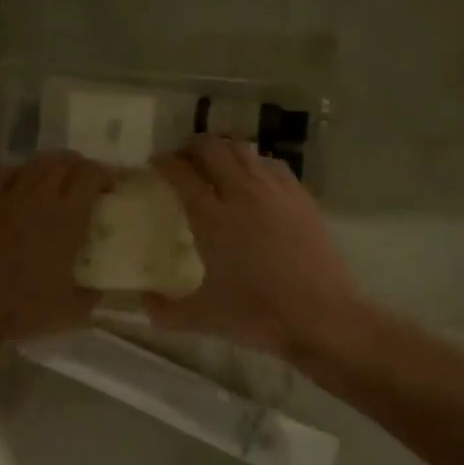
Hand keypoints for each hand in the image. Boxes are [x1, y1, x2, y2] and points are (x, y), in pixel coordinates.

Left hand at [0, 152, 114, 351]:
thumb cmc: (22, 310)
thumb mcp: (70, 311)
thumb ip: (91, 296)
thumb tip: (98, 290)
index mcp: (67, 218)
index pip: (90, 175)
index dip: (104, 175)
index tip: (109, 189)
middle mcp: (39, 198)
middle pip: (64, 161)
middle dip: (80, 166)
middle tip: (85, 183)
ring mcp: (7, 197)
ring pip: (35, 162)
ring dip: (52, 165)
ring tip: (56, 180)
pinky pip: (4, 173)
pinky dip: (19, 172)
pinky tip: (20, 185)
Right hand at [147, 135, 363, 359]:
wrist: (321, 315)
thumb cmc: (258, 314)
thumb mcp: (204, 317)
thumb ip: (166, 311)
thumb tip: (142, 305)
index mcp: (212, 217)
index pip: (181, 174)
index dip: (164, 163)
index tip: (156, 163)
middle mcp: (242, 193)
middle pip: (213, 148)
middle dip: (192, 147)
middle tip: (183, 159)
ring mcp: (276, 191)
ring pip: (245, 150)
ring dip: (224, 149)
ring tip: (216, 163)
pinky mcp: (302, 197)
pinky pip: (272, 165)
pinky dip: (255, 163)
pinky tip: (255, 179)